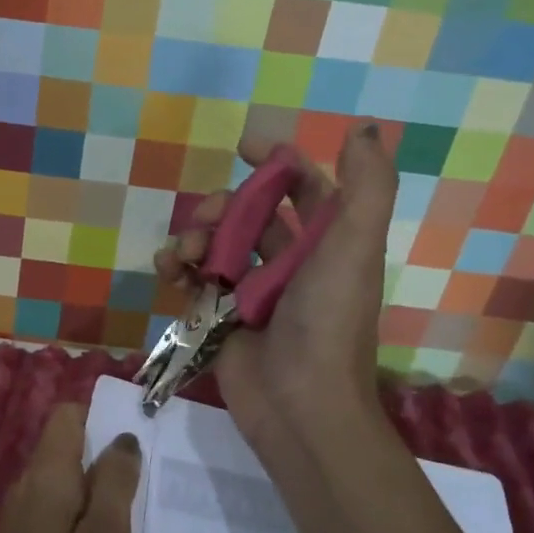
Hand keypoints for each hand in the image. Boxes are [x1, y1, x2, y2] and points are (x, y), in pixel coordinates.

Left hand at [0, 405, 139, 532]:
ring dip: (98, 498)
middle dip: (107, 462)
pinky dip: (82, 526)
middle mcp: (26, 490)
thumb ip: (115, 483)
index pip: (67, 416)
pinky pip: (56, 519)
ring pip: (64, 488)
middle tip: (149, 490)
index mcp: (45, 476)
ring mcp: (18, 523)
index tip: (140, 443)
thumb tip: (122, 437)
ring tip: (136, 526)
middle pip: (66, 451)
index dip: (102, 420)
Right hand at [152, 125, 397, 471]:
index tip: (245, 146)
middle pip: (250, 215)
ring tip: (182, 253)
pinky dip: (178, 268)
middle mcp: (291, 264)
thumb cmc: (327, 321)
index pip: (304, 190)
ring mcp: (253, 293)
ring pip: (217, 245)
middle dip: (223, 205)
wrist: (298, 404)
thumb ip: (366, 186)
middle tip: (206, 217)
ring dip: (194, 237)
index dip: (279, 164)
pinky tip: (168, 270)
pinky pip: (195, 280)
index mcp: (327, 245)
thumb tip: (364, 128)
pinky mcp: (221, 318)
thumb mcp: (354, 246)